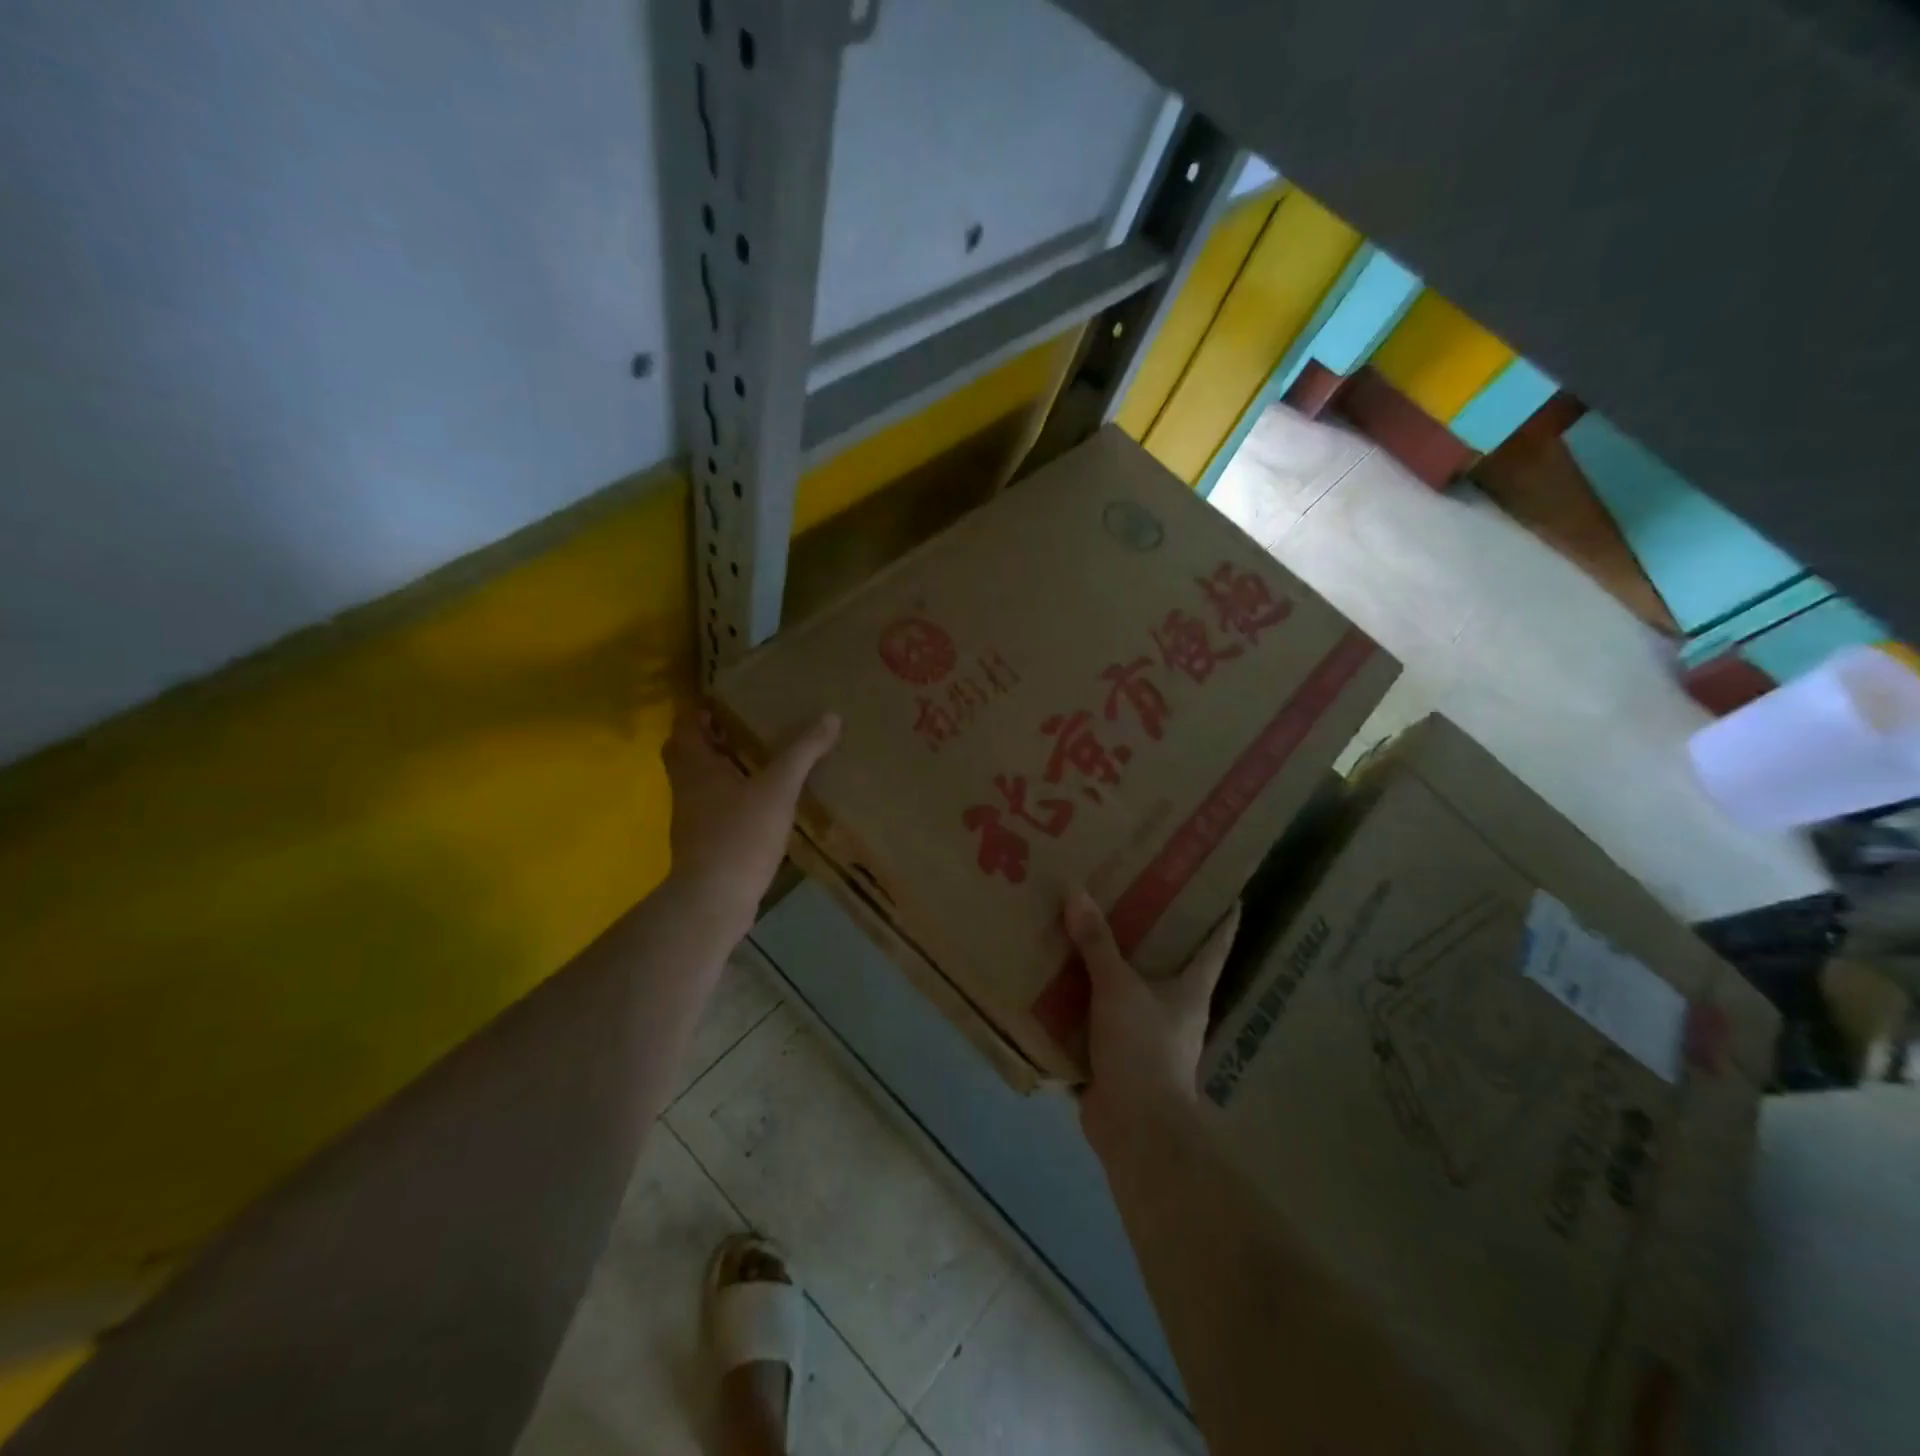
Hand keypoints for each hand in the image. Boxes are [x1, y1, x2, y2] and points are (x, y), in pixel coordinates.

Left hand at [663, 703, 839, 937]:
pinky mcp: (702, 846)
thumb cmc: (740, 834)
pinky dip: (729, 801)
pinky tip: (759, 806)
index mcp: (695, 767)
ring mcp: (691, 820)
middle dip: (706, 740)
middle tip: (738, 730)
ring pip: (698, 784)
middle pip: (685, 754)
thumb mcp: (778, 788)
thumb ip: (802, 752)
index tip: (723, 701)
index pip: (684, 726)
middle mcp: (686, 789)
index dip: (699, 711)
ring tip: (755, 763)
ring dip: (718, 770)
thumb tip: (830, 716)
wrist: (714, 899)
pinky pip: (712, 811)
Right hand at [1063, 890, 1239, 1147]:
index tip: (1223, 887)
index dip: (1222, 915)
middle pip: (1170, 961)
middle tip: (1130, 890)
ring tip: (1086, 926)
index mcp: (1191, 989)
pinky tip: (1059, 976)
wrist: (1134, 1128)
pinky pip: (1100, 1014)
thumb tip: (1075, 891)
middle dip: (1153, 931)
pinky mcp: (1118, 1053)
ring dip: (1111, 963)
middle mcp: (1175, 1008)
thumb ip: (1097, 943)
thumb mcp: (1118, 988)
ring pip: (1130, 987)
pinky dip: (1083, 997)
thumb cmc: (1142, 1049)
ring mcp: (1147, 1033)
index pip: (1215, 943)